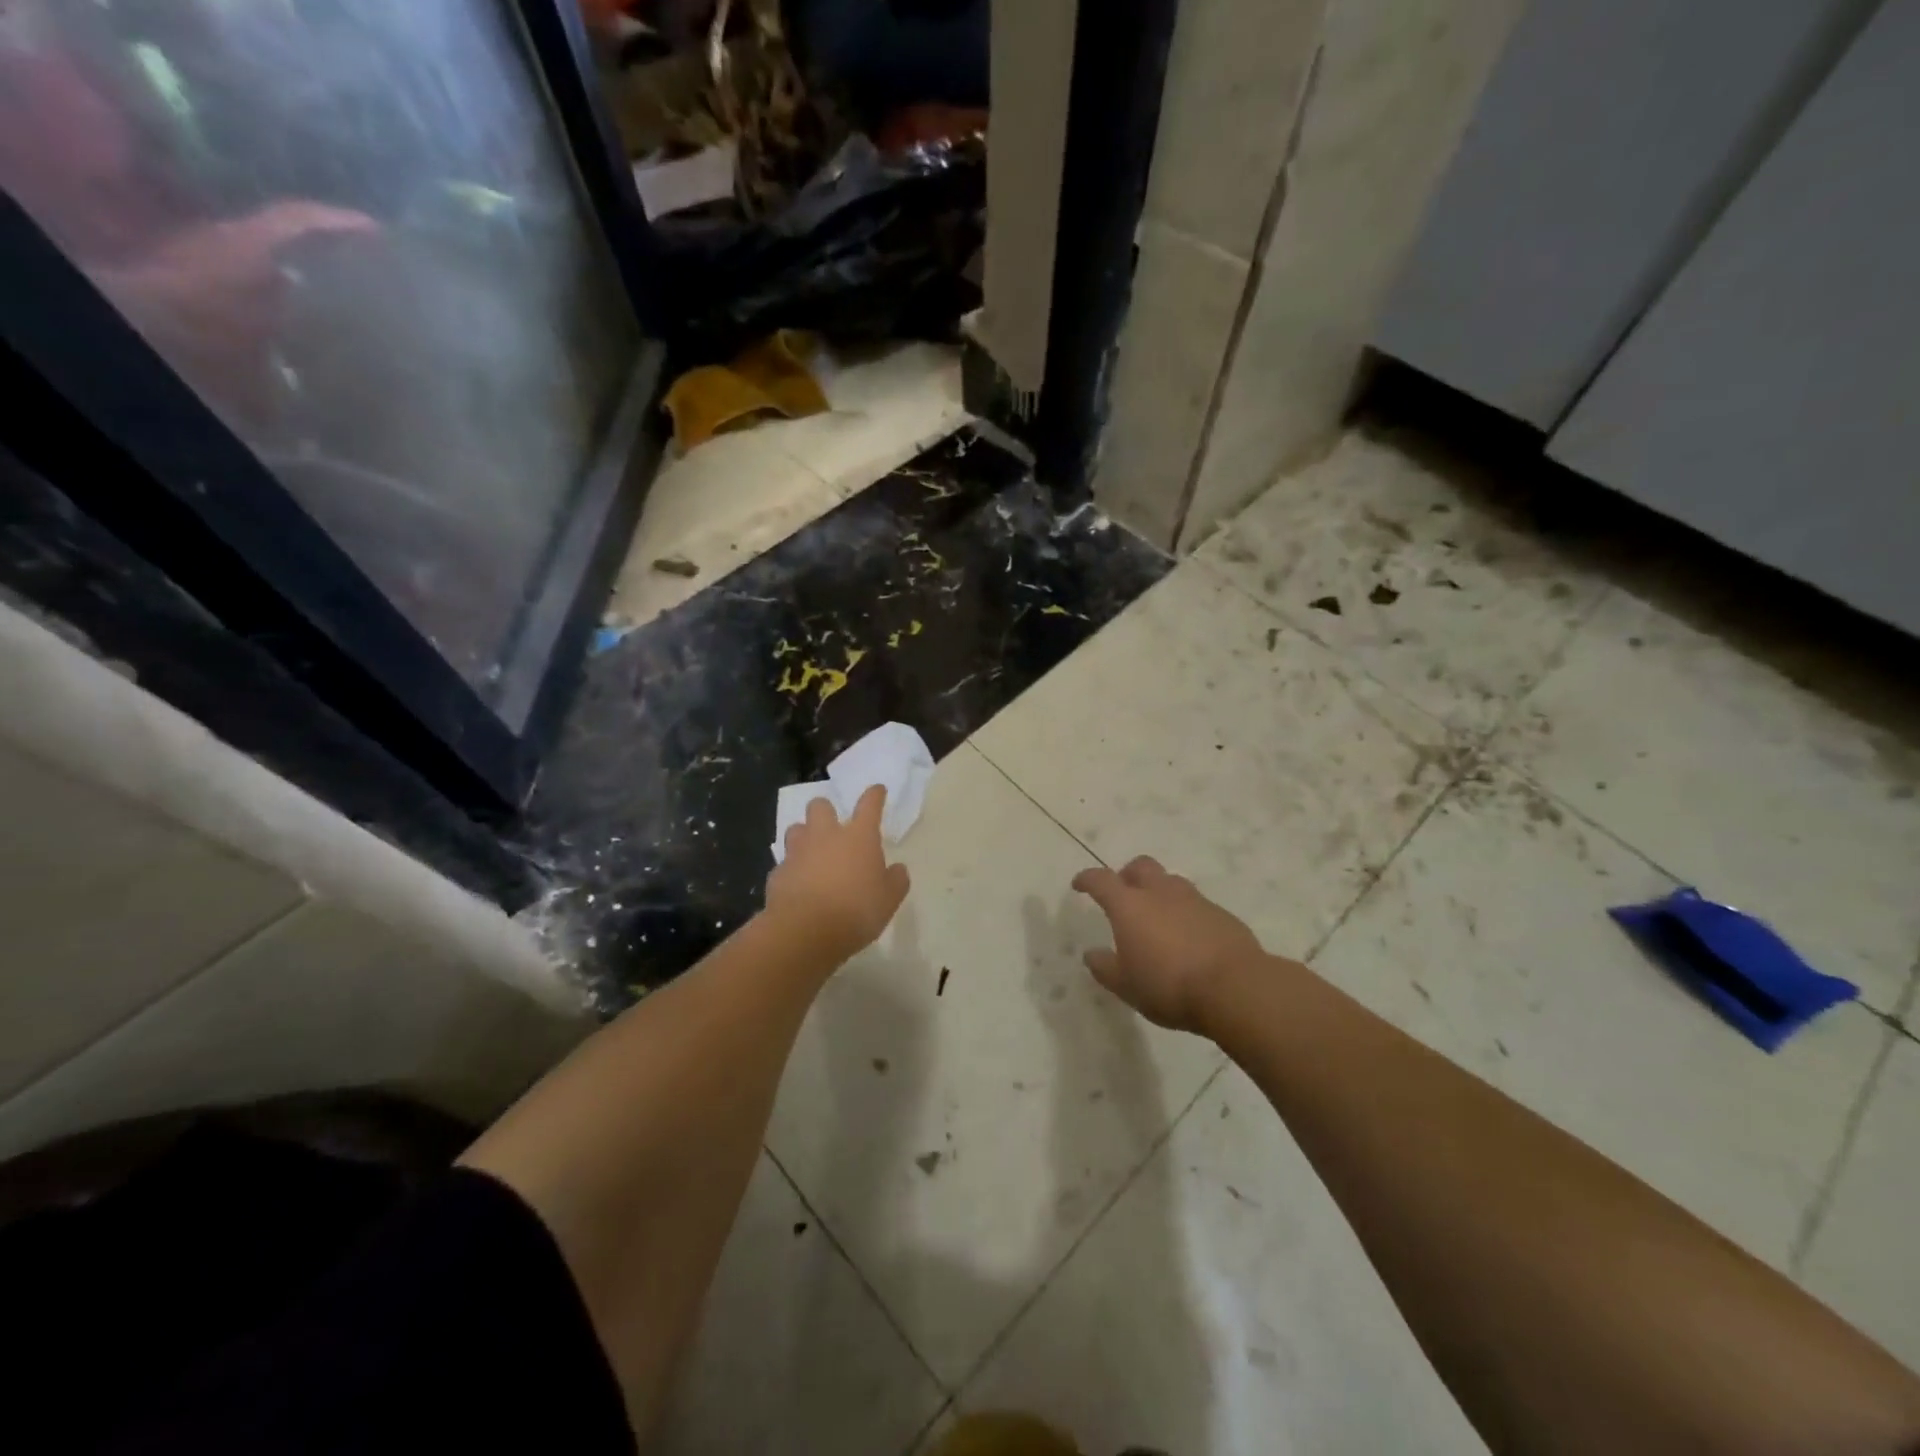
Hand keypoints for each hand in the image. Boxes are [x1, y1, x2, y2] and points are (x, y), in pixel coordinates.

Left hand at [766, 786, 910, 962]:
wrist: (806, 932)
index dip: (875, 795)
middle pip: (820, 806)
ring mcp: (798, 852)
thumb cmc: (856, 911)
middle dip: (825, 811)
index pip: (869, 805)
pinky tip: (798, 885)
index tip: (877, 790)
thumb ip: (896, 880)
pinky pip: (785, 863)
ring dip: (804, 836)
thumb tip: (897, 869)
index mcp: (859, 837)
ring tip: (811, 853)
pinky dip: (792, 870)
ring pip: (796, 829)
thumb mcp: (889, 900)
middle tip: (832, 827)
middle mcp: (826, 836)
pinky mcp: (777, 873)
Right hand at [1071, 856, 1267, 1033]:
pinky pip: (1196, 904)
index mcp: (1130, 905)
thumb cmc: (1169, 986)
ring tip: (1157, 917)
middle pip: (1140, 866)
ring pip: (1171, 881)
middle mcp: (1161, 893)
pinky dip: (1185, 912)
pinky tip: (1188, 937)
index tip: (1079, 884)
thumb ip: (1105, 967)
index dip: (1087, 879)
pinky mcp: (1221, 914)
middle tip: (1123, 895)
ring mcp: (1194, 900)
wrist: (1235, 988)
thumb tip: (1091, 954)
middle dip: (1127, 875)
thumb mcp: (1126, 986)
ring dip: (1159, 891)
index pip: (1101, 880)